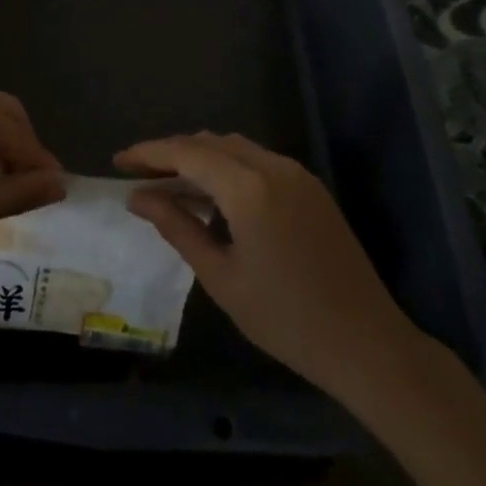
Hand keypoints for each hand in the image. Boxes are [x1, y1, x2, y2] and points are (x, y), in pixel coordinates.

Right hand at [116, 132, 424, 397]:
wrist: (366, 343)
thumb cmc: (286, 319)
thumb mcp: (221, 277)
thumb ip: (177, 228)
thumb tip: (137, 197)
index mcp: (248, 188)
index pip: (187, 152)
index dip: (149, 153)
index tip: (118, 162)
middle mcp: (272, 166)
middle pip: (210, 142)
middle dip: (172, 152)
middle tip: (139, 175)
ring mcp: (295, 173)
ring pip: (235, 147)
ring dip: (200, 157)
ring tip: (169, 184)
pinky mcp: (310, 187)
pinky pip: (257, 161)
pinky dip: (227, 167)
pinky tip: (212, 196)